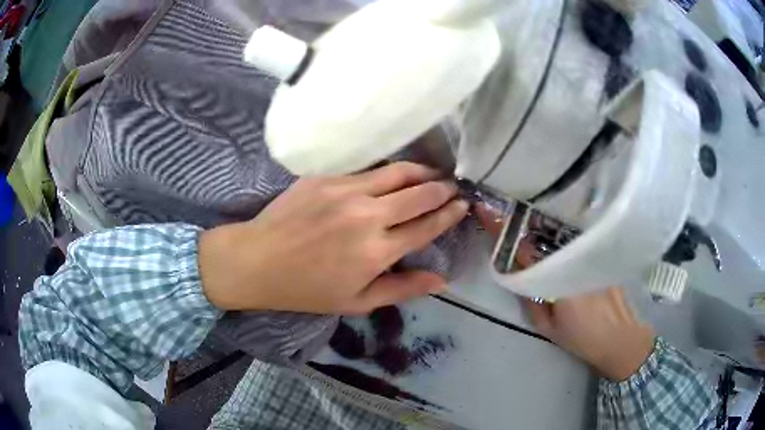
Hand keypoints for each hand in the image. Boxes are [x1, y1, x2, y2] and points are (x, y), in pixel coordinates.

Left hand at [198, 162, 468, 314]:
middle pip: (419, 194)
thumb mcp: (357, 301)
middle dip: (442, 189)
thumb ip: (402, 288)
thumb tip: (442, 280)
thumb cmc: (308, 289)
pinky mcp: (326, 177)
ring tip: (433, 172)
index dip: (449, 214)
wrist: (258, 261)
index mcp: (377, 251)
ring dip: (421, 171)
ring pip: (396, 172)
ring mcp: (345, 191)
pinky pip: (367, 169)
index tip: (463, 205)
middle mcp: (367, 216)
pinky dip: (388, 170)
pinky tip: (394, 172)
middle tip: (453, 186)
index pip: (426, 226)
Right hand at [476, 204, 655, 380]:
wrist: (625, 338)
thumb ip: (530, 301)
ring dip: (542, 223)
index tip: (485, 209)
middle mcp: (576, 258)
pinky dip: (563, 231)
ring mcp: (592, 252)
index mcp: (559, 278)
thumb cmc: (584, 338)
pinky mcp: (604, 251)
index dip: (502, 229)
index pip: (524, 248)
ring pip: (561, 231)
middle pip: (543, 232)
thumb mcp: (548, 328)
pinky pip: (577, 237)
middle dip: (522, 219)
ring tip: (527, 216)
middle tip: (504, 209)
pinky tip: (557, 230)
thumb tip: (516, 275)